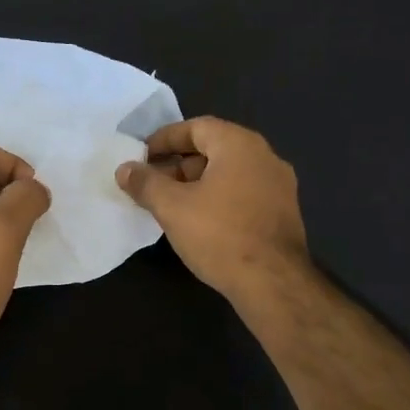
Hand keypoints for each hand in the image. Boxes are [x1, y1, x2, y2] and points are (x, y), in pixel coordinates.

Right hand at [115, 117, 310, 306]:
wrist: (273, 283)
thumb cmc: (219, 235)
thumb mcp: (172, 207)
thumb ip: (146, 183)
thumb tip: (124, 168)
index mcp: (240, 144)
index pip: (197, 127)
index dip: (165, 139)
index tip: (142, 156)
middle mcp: (265, 156)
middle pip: (214, 149)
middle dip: (179, 164)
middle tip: (152, 184)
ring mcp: (280, 186)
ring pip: (230, 174)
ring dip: (198, 184)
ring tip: (171, 206)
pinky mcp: (284, 213)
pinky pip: (244, 194)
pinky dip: (219, 199)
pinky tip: (201, 223)